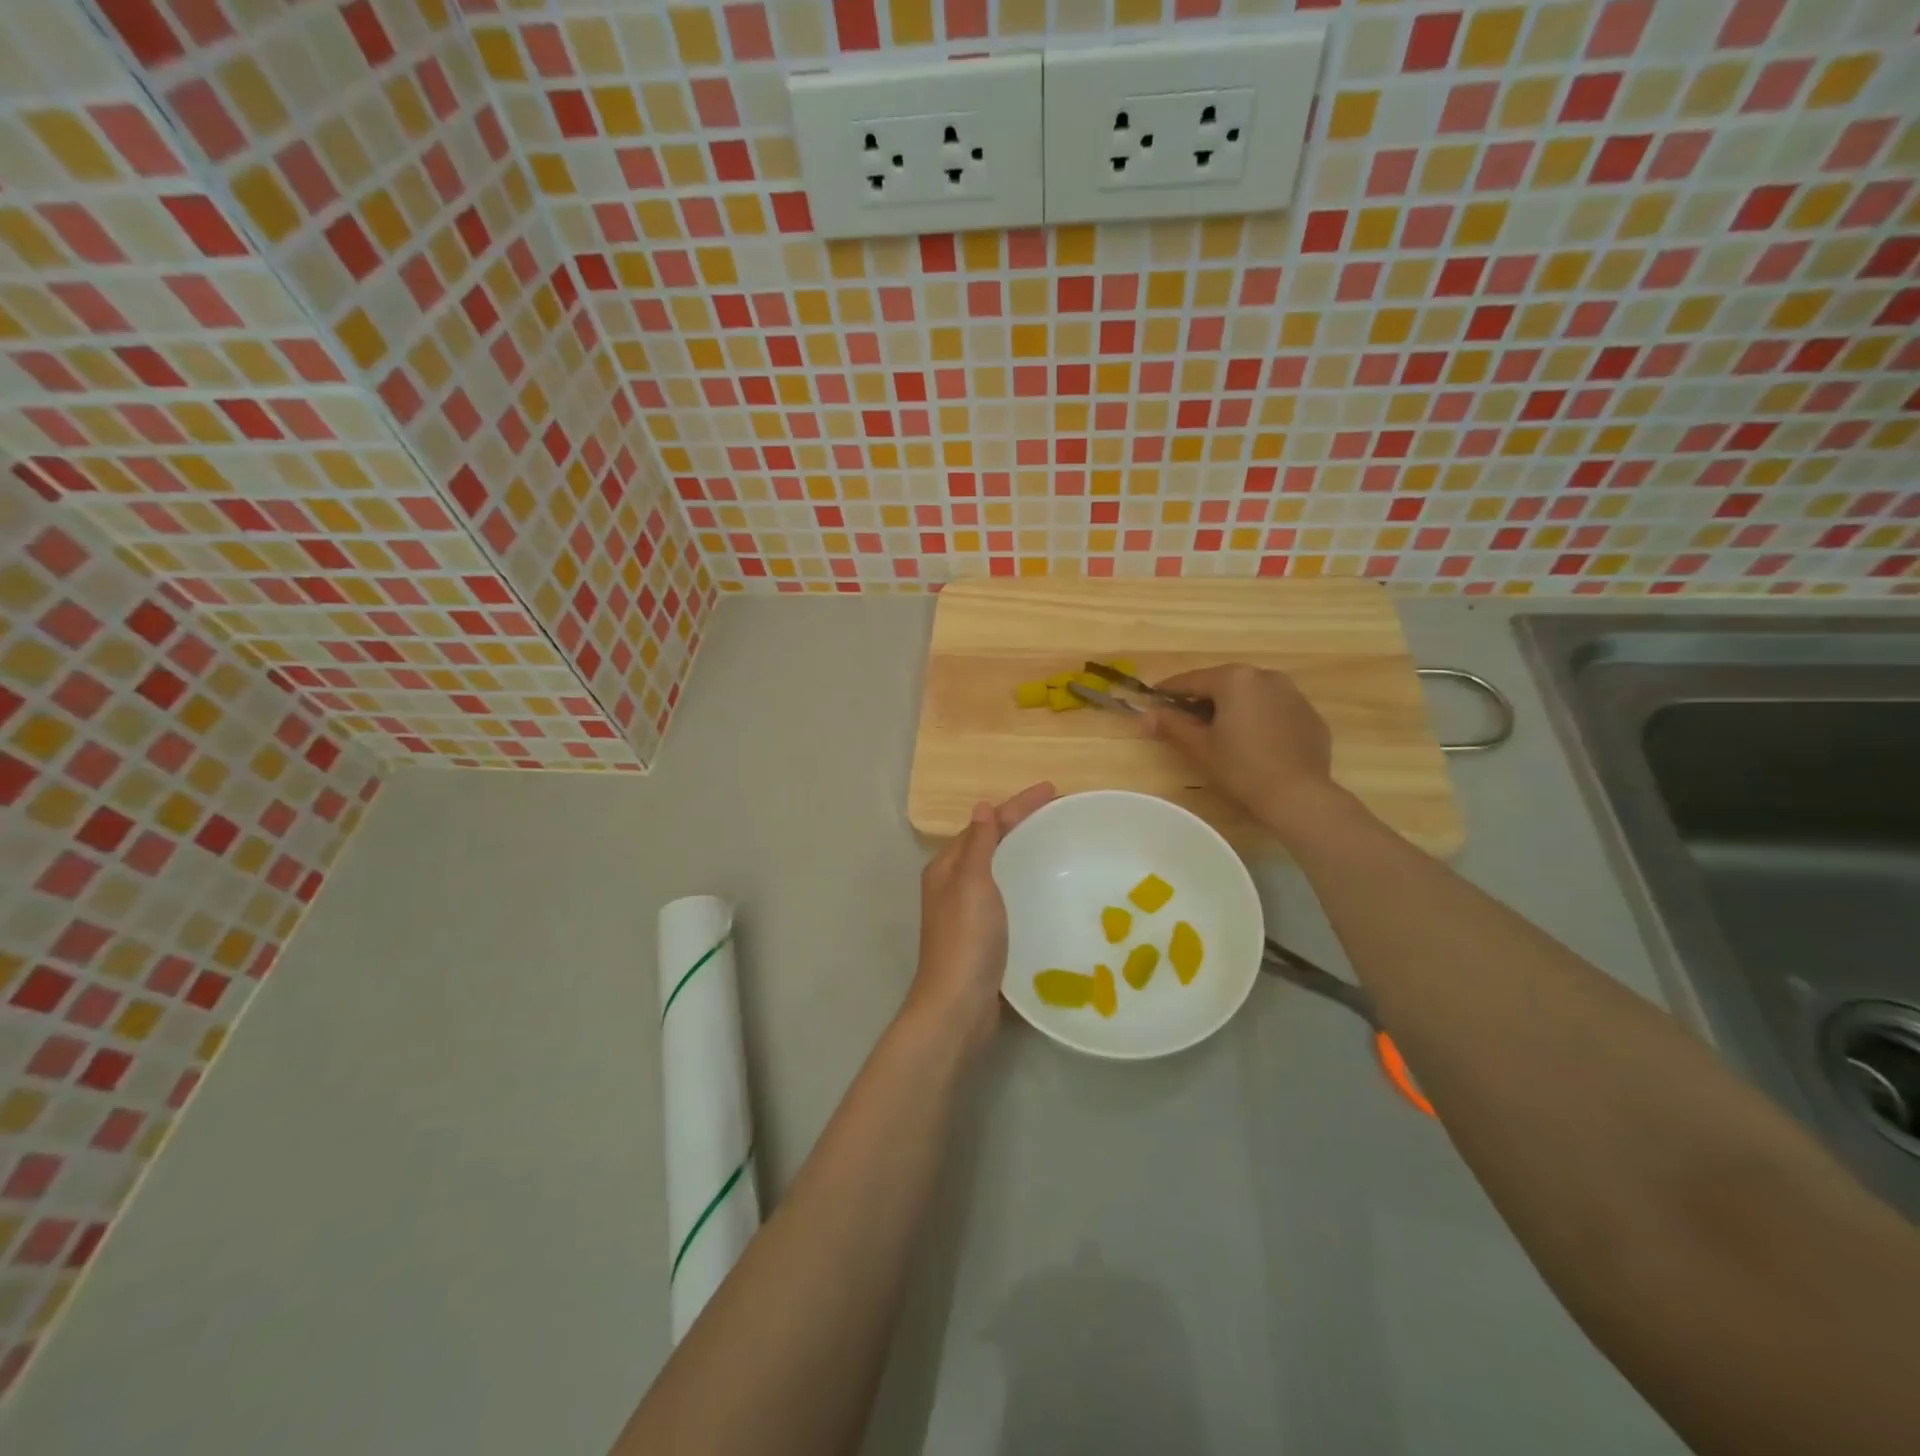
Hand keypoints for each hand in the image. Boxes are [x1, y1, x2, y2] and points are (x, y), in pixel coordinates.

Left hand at [908, 782, 1054, 1049]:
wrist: (958, 1006)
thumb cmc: (966, 940)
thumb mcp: (972, 884)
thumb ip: (979, 845)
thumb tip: (982, 807)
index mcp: (947, 868)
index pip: (986, 824)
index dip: (1018, 805)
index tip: (1053, 790)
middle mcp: (953, 885)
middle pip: (990, 842)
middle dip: (1020, 823)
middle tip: (1058, 811)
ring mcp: (967, 912)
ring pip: (997, 868)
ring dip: (1021, 851)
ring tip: (1054, 841)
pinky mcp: (982, 935)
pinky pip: (1005, 894)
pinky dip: (1022, 881)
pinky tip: (1042, 888)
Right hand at [1145, 665, 1335, 833]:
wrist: (1299, 796)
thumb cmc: (1241, 768)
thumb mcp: (1200, 747)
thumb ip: (1171, 725)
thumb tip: (1145, 715)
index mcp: (1235, 679)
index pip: (1192, 680)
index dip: (1169, 690)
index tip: (1154, 700)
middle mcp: (1266, 677)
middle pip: (1224, 683)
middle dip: (1203, 698)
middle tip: (1186, 719)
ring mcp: (1293, 694)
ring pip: (1252, 695)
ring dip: (1234, 707)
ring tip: (1222, 732)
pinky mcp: (1310, 716)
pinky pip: (1276, 710)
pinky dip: (1260, 719)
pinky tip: (1255, 744)